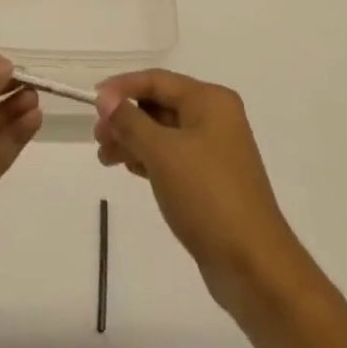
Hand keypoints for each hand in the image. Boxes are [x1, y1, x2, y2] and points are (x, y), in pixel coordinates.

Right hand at [94, 69, 309, 316]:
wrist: (254, 266)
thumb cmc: (207, 196)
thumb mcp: (162, 153)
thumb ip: (130, 121)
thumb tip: (105, 98)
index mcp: (210, 100)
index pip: (157, 80)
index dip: (122, 87)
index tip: (92, 102)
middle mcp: (215, 118)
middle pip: (160, 105)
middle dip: (126, 118)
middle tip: (97, 138)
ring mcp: (215, 150)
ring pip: (164, 133)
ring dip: (133, 140)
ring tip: (105, 157)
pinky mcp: (212, 180)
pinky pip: (173, 157)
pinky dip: (149, 159)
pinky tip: (129, 168)